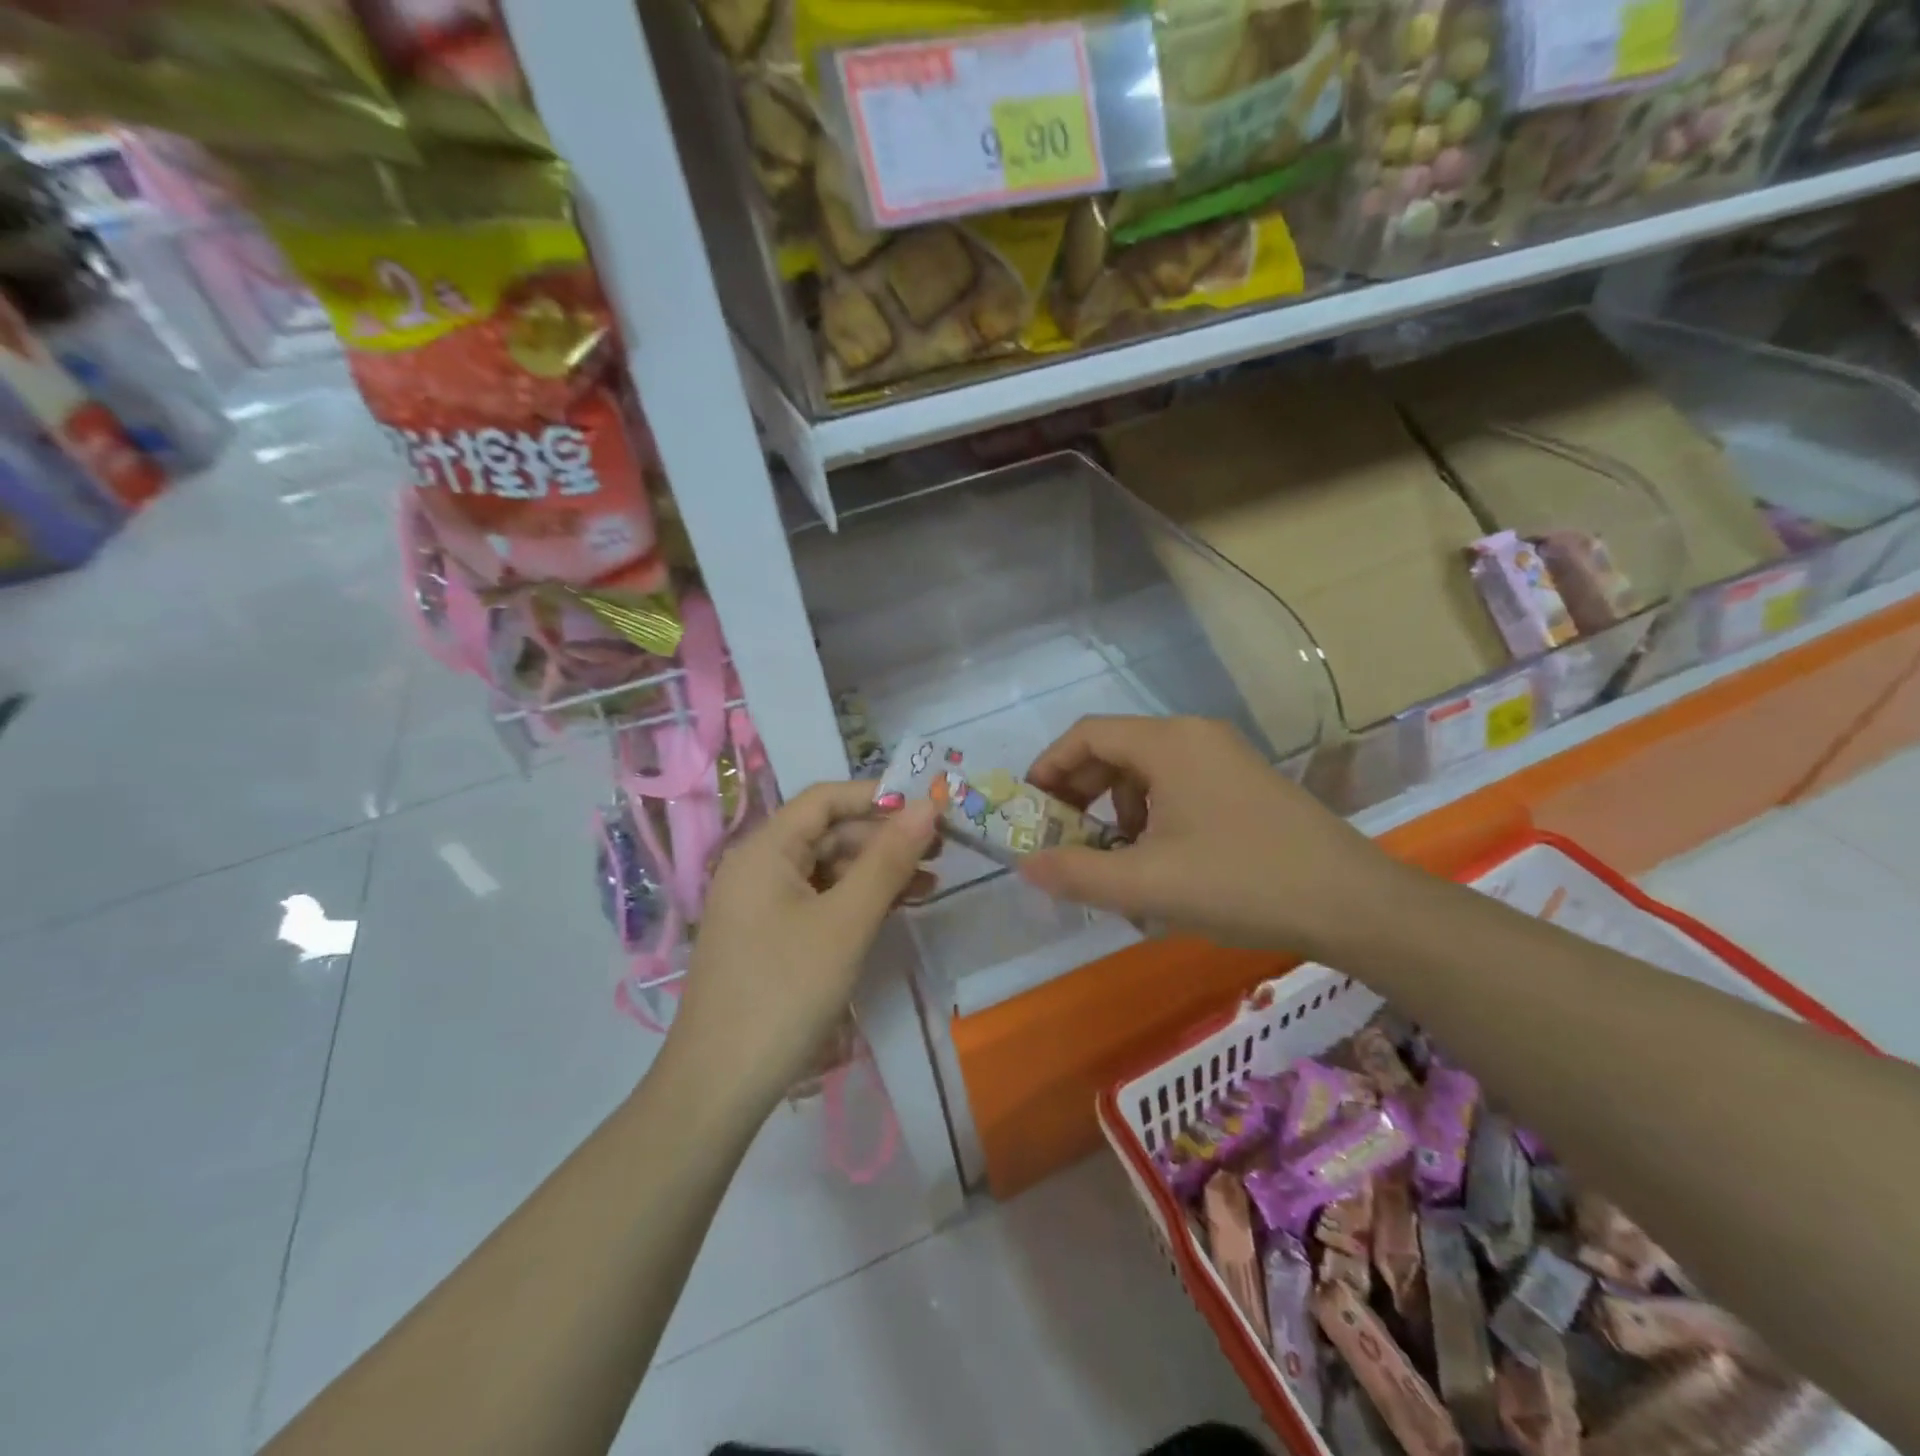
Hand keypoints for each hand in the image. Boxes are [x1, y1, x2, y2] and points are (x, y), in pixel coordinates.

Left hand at [667, 783, 938, 1110]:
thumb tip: (927, 805)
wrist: (719, 1086)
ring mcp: (760, 904)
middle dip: (884, 838)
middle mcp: (758, 867)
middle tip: (940, 852)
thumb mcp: (846, 921)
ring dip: (877, 871)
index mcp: (765, 849)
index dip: (878, 797)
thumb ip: (888, 859)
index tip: (929, 810)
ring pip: (827, 869)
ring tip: (930, 884)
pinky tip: (894, 910)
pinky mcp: (768, 937)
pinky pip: (818, 900)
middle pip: (828, 833)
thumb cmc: (785, 991)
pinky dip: (857, 901)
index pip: (825, 799)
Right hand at [1018, 716, 1402, 958]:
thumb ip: (1078, 873)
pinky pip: (1178, 784)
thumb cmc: (1242, 882)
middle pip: (1115, 749)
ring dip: (1117, 808)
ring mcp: (1225, 756)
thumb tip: (1025, 865)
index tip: (1031, 808)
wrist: (1353, 903)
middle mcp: (1195, 735)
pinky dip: (1152, 814)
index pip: (1086, 734)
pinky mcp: (1245, 782)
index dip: (1049, 767)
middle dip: (1080, 792)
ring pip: (1147, 770)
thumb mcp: (1148, 885)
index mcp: (1168, 743)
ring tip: (1116, 858)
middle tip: (1064, 837)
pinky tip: (1161, 861)